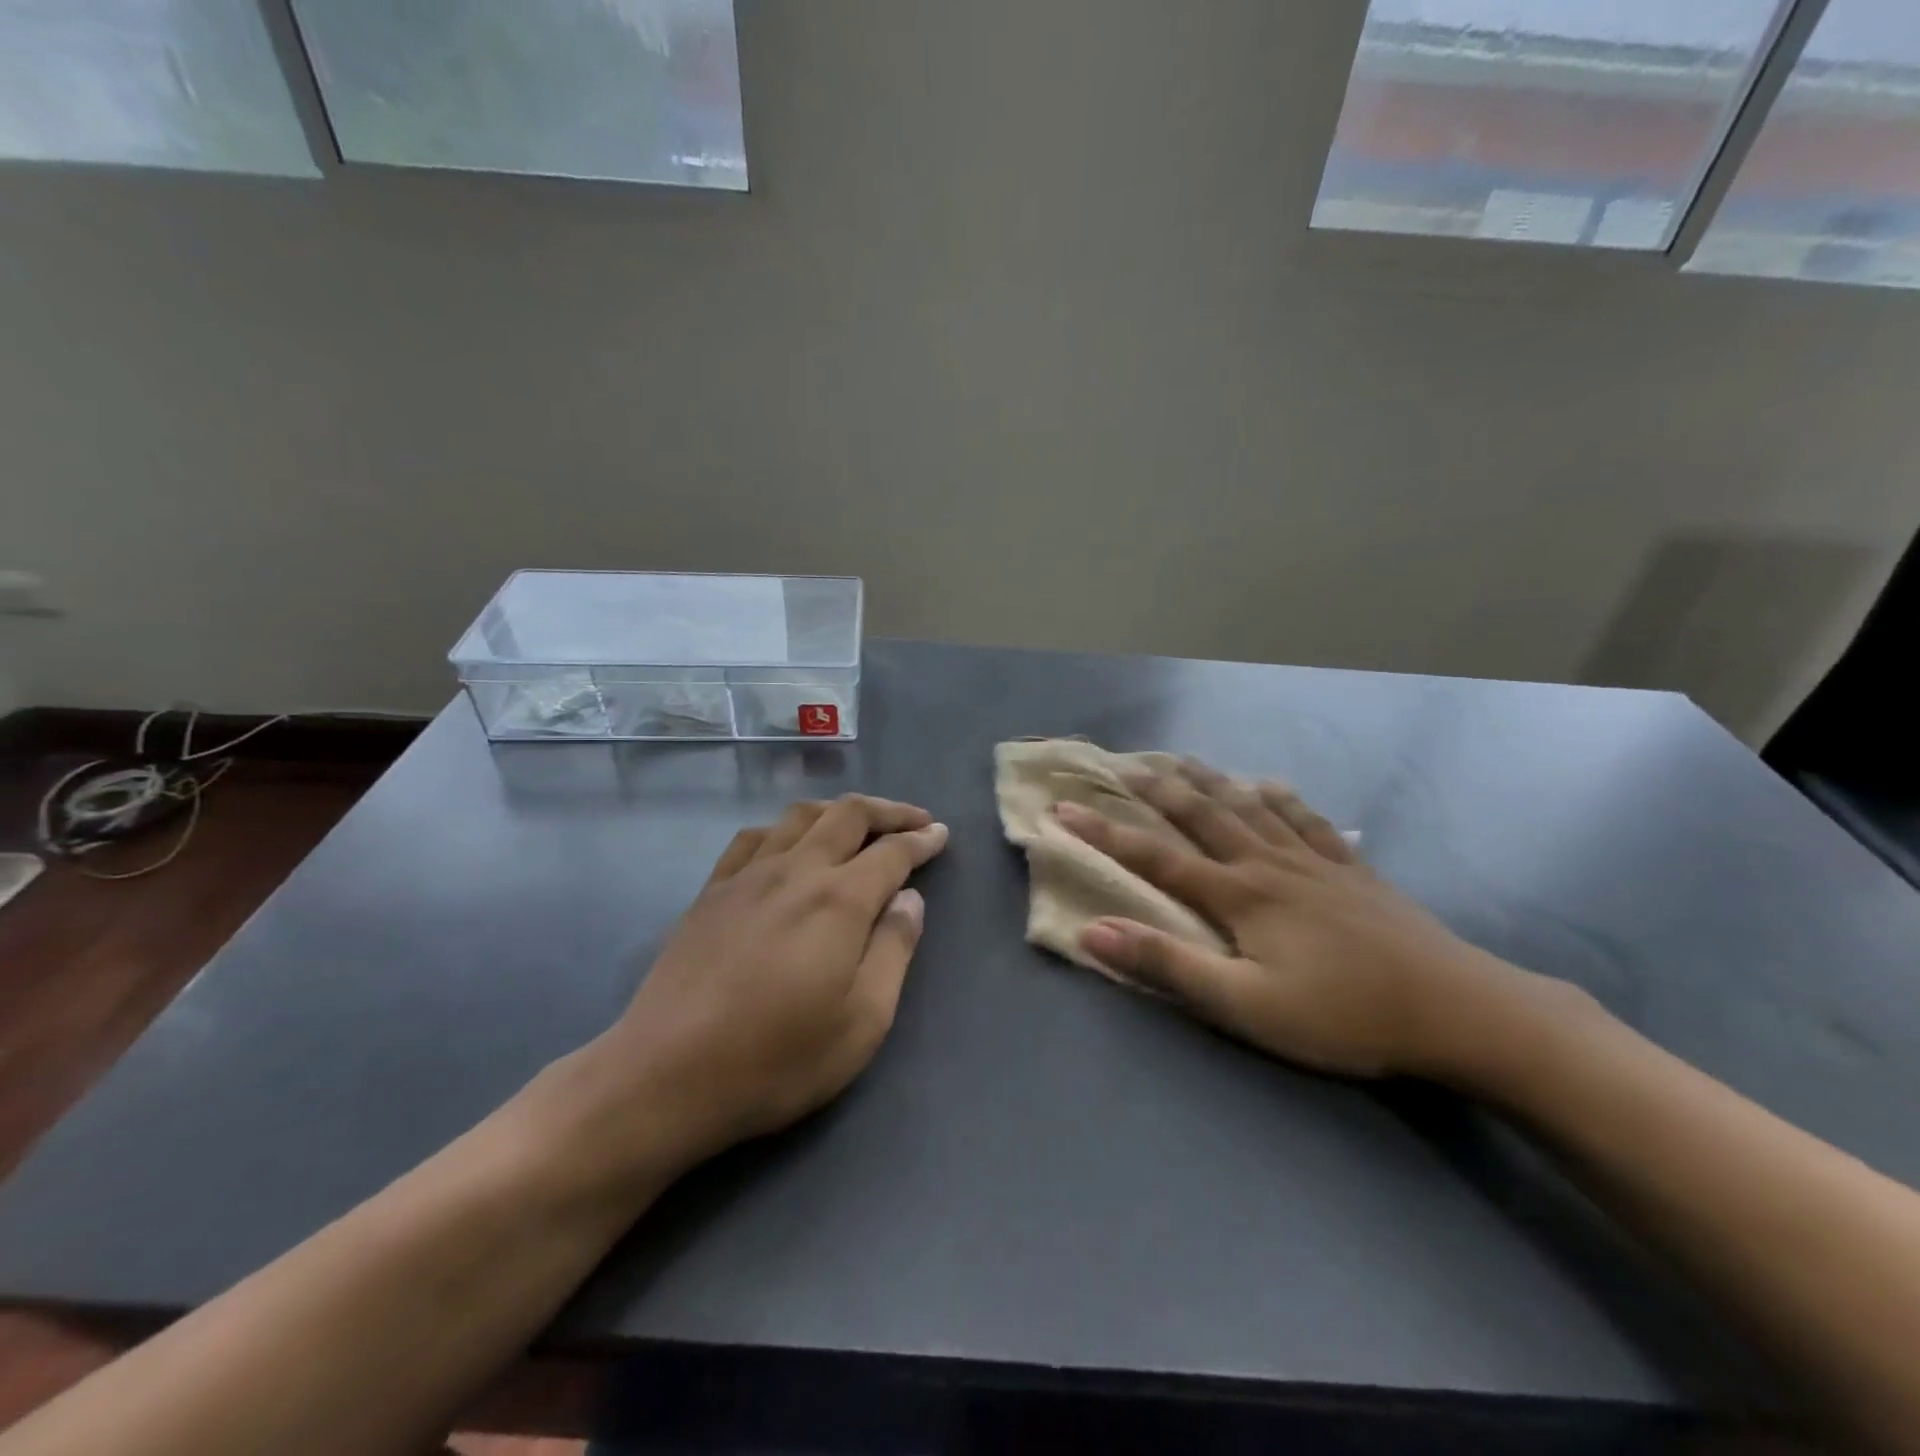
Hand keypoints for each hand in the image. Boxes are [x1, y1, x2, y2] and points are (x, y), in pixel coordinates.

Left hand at [578, 795, 948, 1172]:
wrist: (666, 1076)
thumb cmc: (777, 1059)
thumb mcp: (863, 1021)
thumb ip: (894, 950)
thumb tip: (910, 899)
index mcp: (839, 900)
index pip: (892, 851)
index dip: (921, 839)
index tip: (940, 834)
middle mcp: (796, 871)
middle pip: (848, 815)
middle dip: (888, 811)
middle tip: (913, 820)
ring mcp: (748, 876)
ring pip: (800, 816)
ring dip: (838, 810)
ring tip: (857, 825)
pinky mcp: (712, 891)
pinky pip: (754, 837)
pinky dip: (785, 828)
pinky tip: (789, 844)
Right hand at [1055, 761, 1568, 1080]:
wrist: (1458, 1009)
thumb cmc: (1343, 1015)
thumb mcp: (1246, 1006)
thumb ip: (1169, 966)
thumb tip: (1094, 930)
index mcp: (1238, 895)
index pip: (1155, 855)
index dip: (1104, 833)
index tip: (1063, 808)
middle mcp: (1267, 864)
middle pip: (1202, 815)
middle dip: (1156, 789)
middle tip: (1123, 763)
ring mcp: (1313, 862)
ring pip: (1249, 807)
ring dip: (1210, 781)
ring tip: (1183, 758)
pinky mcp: (1352, 871)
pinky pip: (1307, 821)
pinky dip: (1281, 798)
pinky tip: (1270, 785)